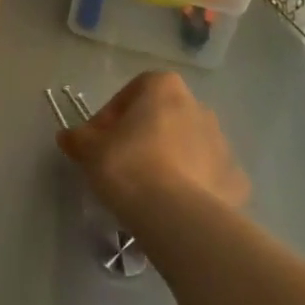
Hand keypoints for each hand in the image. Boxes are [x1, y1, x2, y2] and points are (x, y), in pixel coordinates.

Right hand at [57, 70, 249, 228]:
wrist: (175, 215)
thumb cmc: (127, 165)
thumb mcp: (88, 149)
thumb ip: (78, 138)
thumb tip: (69, 137)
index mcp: (165, 89)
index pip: (133, 91)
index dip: (112, 115)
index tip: (100, 140)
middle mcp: (198, 107)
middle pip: (163, 118)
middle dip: (143, 136)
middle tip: (121, 163)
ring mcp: (223, 144)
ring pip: (188, 146)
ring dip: (169, 159)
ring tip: (146, 189)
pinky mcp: (236, 180)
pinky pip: (207, 177)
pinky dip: (193, 187)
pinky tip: (173, 206)